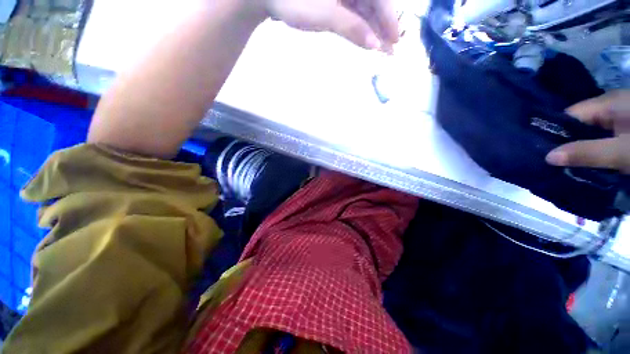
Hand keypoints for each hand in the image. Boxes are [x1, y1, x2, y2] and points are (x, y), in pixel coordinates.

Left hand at [261, 0, 398, 50]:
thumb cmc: (293, 0)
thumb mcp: (324, 15)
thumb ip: (351, 27)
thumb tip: (374, 45)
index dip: (389, 19)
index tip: (394, 40)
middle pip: (374, 3)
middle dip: (382, 27)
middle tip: (389, 51)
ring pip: (365, 9)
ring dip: (373, 29)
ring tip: (380, 50)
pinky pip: (354, 11)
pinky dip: (360, 26)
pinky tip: (366, 39)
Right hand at [546, 91, 629, 173]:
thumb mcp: (620, 152)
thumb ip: (587, 152)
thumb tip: (547, 157)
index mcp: (606, 103)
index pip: (570, 115)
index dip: (555, 131)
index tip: (543, 152)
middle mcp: (610, 105)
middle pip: (580, 123)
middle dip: (568, 142)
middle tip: (555, 163)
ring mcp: (620, 115)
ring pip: (592, 132)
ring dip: (583, 148)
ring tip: (571, 165)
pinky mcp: (627, 126)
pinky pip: (603, 136)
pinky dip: (596, 149)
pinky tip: (592, 161)